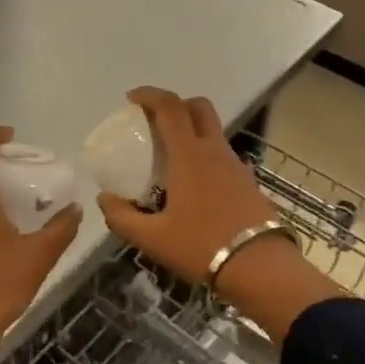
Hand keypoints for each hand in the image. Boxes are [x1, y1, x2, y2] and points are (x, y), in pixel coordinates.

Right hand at [96, 88, 345, 342]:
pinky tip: (194, 186)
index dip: (149, 95)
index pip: (169, 107)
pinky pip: (222, 156)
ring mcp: (236, 165)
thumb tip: (104, 199)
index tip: (131, 99)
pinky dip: (205, 156)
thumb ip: (122, 217)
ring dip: (191, 132)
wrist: (260, 268)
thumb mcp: (152, 238)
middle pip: (199, 107)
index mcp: (189, 155)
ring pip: (213, 132)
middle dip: (175, 105)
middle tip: (154, 123)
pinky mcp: (248, 182)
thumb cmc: (201, 246)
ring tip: (170, 159)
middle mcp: (214, 151)